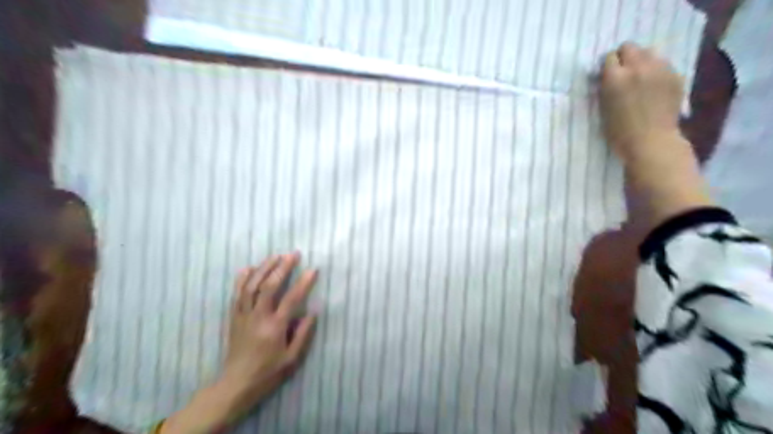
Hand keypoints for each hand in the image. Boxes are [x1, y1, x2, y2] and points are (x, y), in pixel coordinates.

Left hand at [160, 252, 318, 432]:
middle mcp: (258, 317)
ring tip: (274, 256)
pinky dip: (242, 279)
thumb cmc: (268, 372)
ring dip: (263, 268)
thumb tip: (313, 311)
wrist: (236, 384)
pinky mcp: (234, 318)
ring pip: (251, 286)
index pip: (291, 299)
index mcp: (275, 327)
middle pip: (269, 286)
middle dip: (281, 268)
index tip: (313, 269)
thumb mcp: (292, 358)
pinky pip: (237, 294)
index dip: (303, 282)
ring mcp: (243, 316)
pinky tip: (248, 268)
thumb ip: (303, 334)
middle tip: (293, 254)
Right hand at [597, 42, 711, 226]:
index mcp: (614, 80)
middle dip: (624, 59)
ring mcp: (659, 71)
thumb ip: (603, 92)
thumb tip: (603, 81)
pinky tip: (653, 88)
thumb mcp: (601, 113)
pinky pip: (663, 64)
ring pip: (649, 52)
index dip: (606, 67)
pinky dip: (657, 71)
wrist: (651, 146)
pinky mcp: (675, 78)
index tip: (604, 77)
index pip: (608, 58)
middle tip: (621, 75)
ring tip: (638, 80)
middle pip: (629, 48)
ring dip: (641, 62)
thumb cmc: (618, 137)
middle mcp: (637, 69)